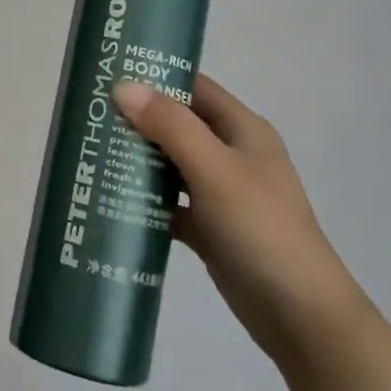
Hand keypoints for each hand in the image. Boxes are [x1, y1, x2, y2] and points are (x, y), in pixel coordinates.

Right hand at [113, 77, 368, 361]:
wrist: (300, 316)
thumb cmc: (261, 229)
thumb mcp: (214, 170)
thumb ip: (170, 126)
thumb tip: (122, 86)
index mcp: (242, 130)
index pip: (194, 88)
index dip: (156, 77)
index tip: (109, 74)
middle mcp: (232, 155)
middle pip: (178, 125)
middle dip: (137, 119)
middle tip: (90, 116)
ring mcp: (221, 193)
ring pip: (171, 164)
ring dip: (137, 159)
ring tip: (91, 151)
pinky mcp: (210, 228)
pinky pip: (170, 203)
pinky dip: (145, 200)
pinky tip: (110, 200)